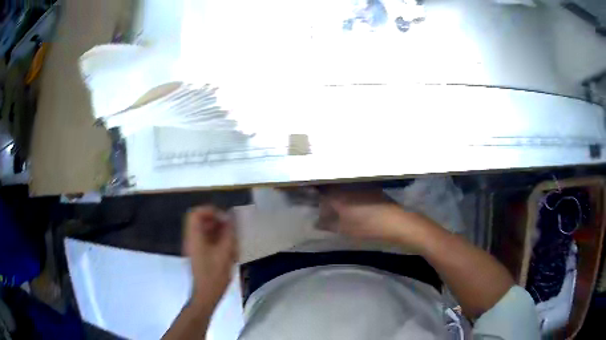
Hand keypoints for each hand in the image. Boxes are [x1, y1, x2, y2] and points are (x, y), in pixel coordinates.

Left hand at [182, 206, 237, 312]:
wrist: (206, 295)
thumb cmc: (214, 274)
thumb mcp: (225, 253)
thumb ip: (228, 233)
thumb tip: (231, 218)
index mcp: (194, 237)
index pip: (196, 213)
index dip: (210, 210)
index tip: (225, 217)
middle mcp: (191, 239)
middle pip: (200, 221)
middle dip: (217, 221)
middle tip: (231, 228)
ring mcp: (194, 247)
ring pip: (205, 231)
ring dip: (219, 231)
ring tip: (232, 240)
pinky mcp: (199, 255)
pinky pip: (207, 241)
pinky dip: (218, 241)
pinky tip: (229, 250)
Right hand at [318, 188, 435, 250]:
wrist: (395, 222)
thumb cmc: (367, 227)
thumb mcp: (344, 229)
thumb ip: (328, 225)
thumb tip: (316, 222)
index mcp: (337, 196)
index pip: (319, 190)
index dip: (312, 193)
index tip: (308, 198)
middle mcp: (346, 186)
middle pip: (329, 186)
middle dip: (323, 193)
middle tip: (321, 204)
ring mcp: (358, 184)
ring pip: (341, 185)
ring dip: (335, 192)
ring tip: (335, 204)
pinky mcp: (369, 186)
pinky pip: (352, 186)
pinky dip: (347, 192)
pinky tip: (350, 203)